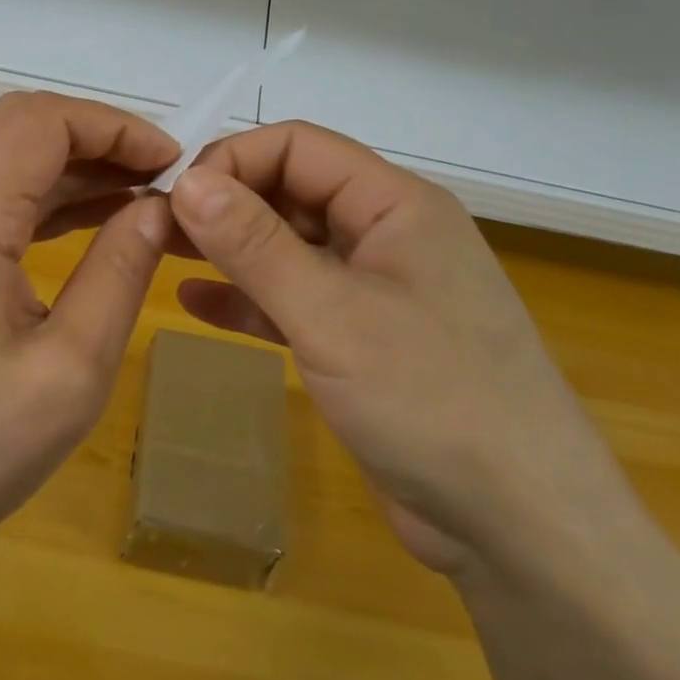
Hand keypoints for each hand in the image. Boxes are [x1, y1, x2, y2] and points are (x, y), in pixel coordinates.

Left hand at [0, 91, 176, 570]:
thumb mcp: (71, 370)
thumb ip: (119, 272)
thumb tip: (159, 208)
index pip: (42, 121)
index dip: (114, 126)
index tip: (172, 162)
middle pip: (18, 121)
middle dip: (95, 134)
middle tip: (158, 174)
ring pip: (2, 151)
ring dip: (70, 161)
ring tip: (138, 195)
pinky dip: (42, 191)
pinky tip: (91, 220)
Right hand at [168, 123, 635, 579]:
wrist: (524, 532)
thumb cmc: (432, 400)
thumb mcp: (331, 314)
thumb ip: (255, 245)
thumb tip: (187, 181)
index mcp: (395, 204)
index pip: (299, 147)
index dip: (233, 160)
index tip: (175, 195)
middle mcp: (386, 234)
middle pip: (292, 192)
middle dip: (225, 204)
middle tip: (156, 226)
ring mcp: (375, 289)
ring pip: (289, 247)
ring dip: (230, 249)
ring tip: (161, 252)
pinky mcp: (363, 340)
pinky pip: (294, 300)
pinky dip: (248, 299)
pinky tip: (195, 303)